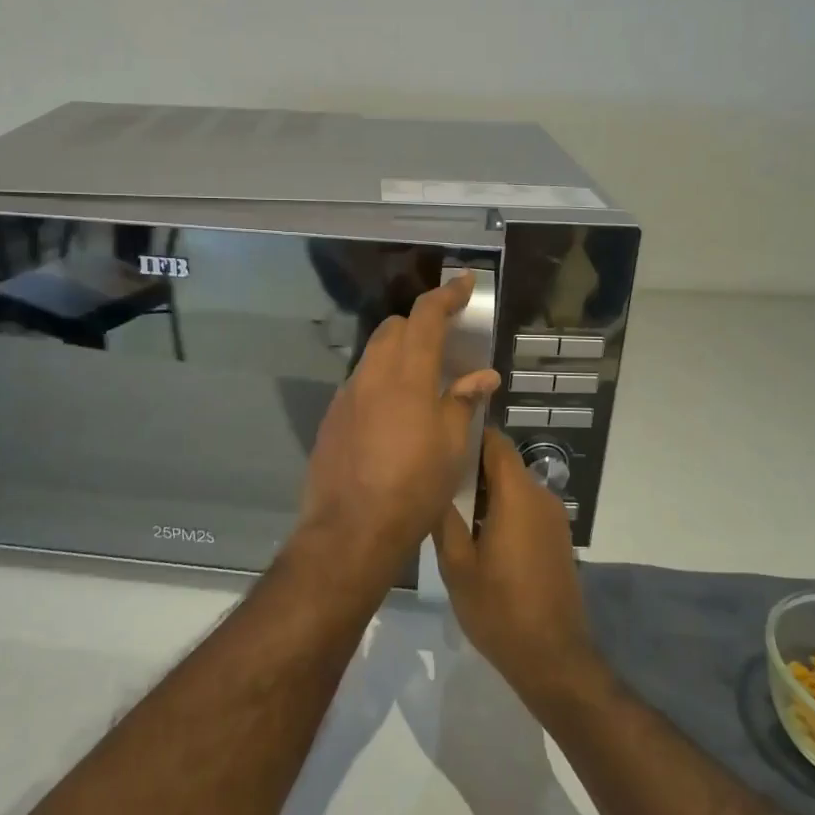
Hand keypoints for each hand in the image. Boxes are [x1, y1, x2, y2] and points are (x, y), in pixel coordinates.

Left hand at [293, 274, 499, 589]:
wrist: (350, 530)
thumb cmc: (412, 488)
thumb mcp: (451, 447)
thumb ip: (463, 402)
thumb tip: (482, 375)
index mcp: (407, 376)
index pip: (425, 317)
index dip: (446, 296)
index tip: (464, 284)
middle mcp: (372, 375)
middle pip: (394, 328)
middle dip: (420, 325)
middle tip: (445, 344)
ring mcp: (347, 395)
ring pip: (373, 353)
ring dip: (398, 353)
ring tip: (421, 382)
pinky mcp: (332, 417)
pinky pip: (359, 382)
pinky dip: (380, 381)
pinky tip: (393, 413)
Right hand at [434, 431, 598, 707]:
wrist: (552, 658)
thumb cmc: (499, 609)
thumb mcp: (457, 566)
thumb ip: (445, 518)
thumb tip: (433, 485)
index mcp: (518, 495)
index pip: (495, 442)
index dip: (469, 436)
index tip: (440, 443)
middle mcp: (541, 497)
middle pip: (504, 463)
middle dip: (472, 467)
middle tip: (435, 481)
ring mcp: (554, 519)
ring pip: (514, 486)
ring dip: (486, 492)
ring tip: (451, 508)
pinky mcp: (557, 539)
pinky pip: (526, 508)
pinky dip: (503, 509)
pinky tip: (478, 535)